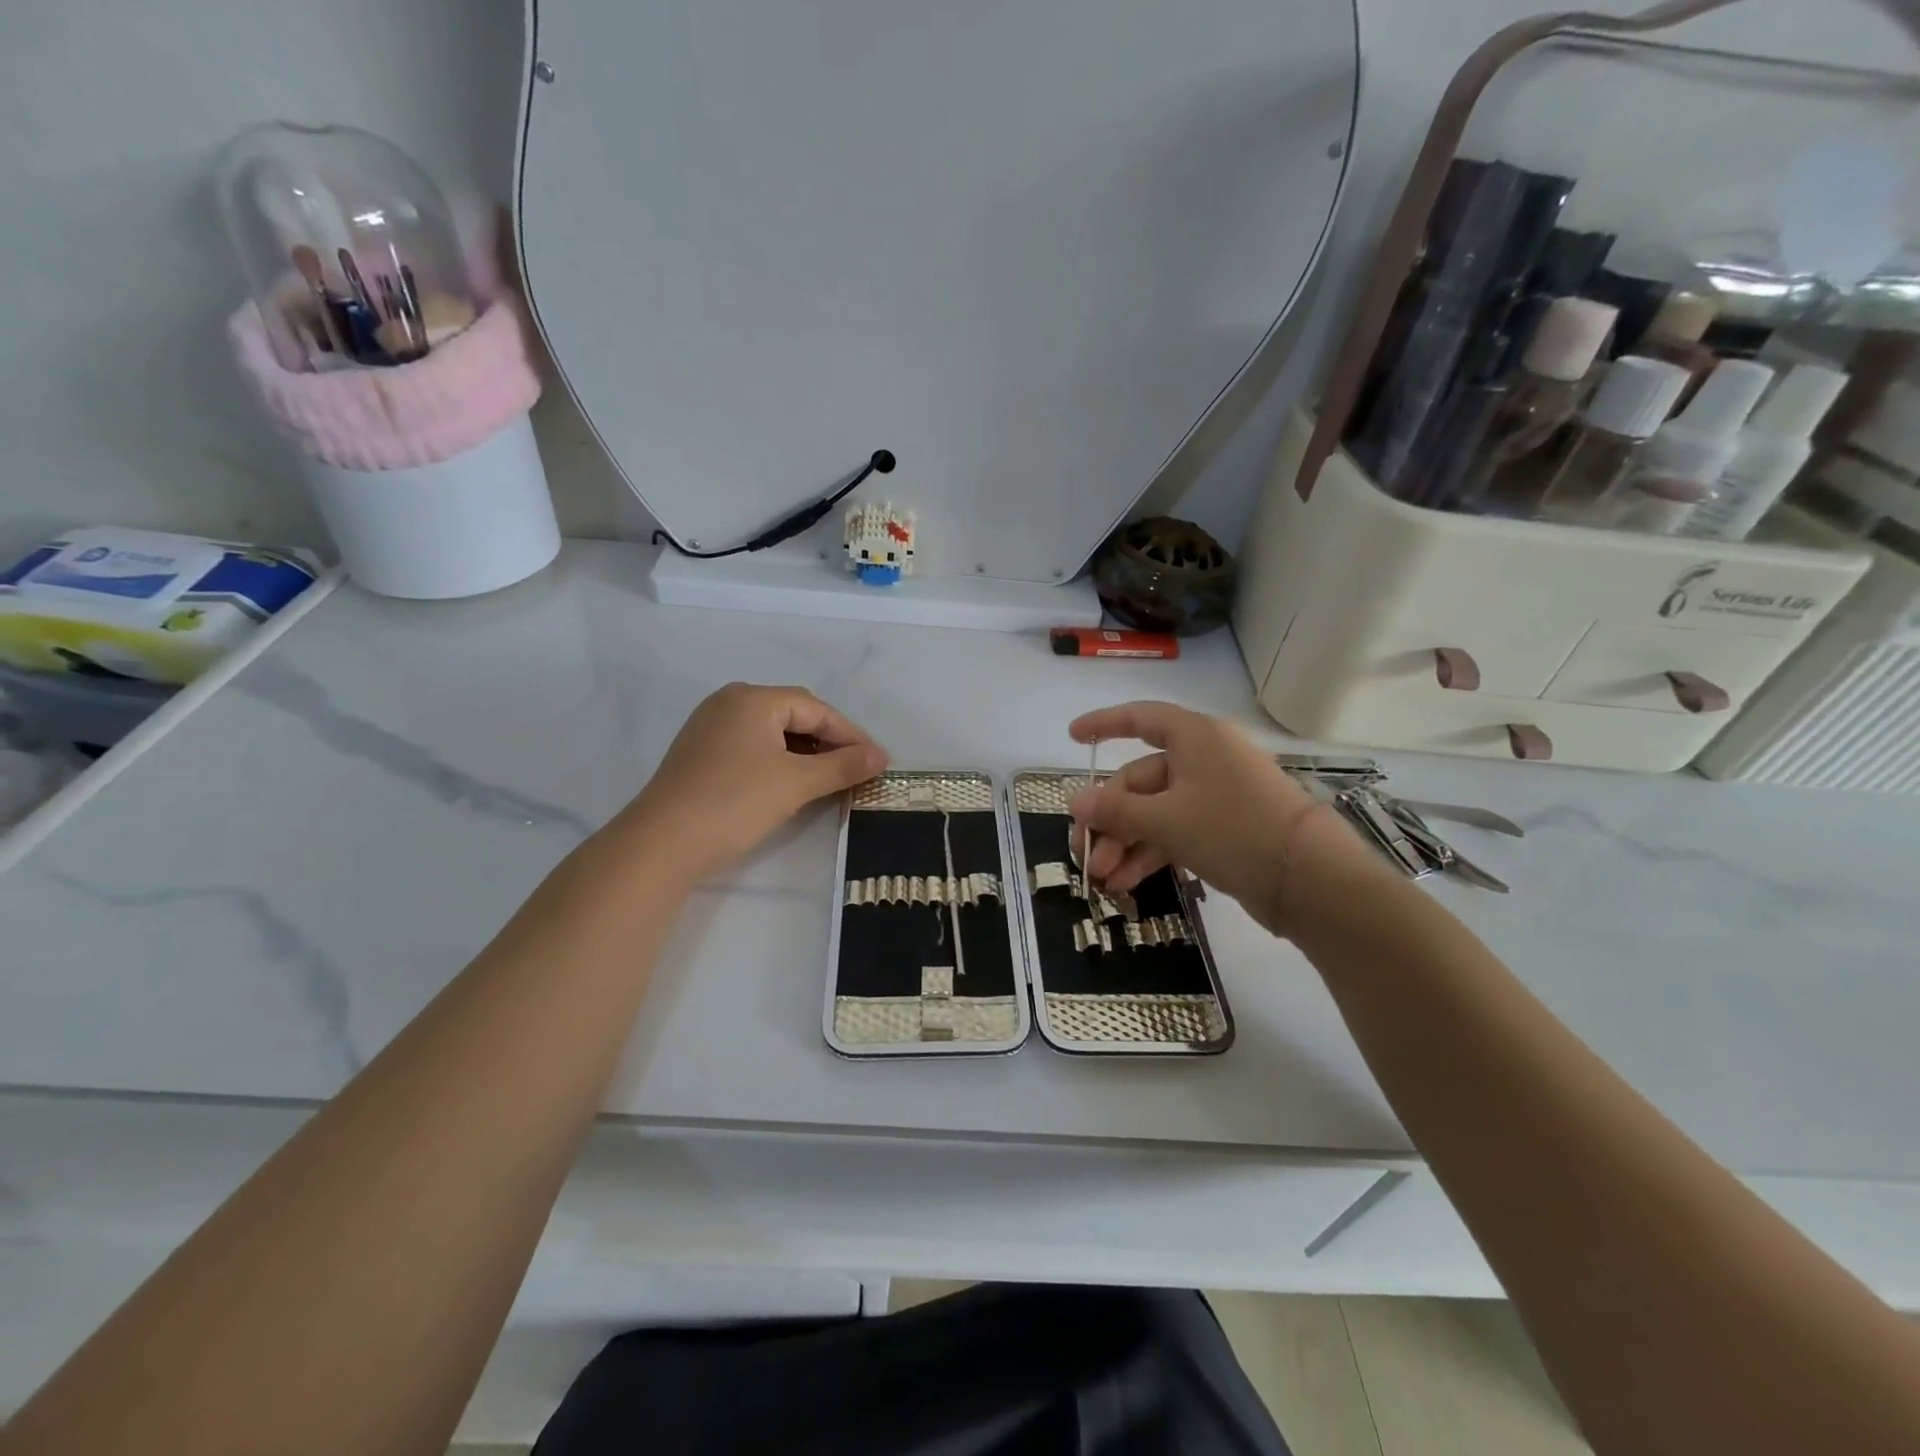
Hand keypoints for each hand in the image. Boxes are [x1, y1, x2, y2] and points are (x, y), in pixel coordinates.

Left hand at [610, 683, 887, 883]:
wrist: (663, 842)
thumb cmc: (736, 801)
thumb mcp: (797, 783)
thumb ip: (843, 766)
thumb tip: (880, 756)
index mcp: (753, 698)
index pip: (816, 709)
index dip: (851, 734)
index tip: (877, 761)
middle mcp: (730, 702)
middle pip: (794, 715)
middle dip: (828, 741)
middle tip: (855, 770)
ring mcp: (710, 727)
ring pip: (772, 733)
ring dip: (804, 753)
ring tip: (828, 779)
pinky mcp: (700, 753)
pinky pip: (752, 747)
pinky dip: (778, 761)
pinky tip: (790, 784)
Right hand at [1067, 701, 1330, 933]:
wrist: (1310, 879)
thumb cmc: (1233, 829)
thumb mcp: (1166, 819)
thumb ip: (1116, 810)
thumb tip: (1074, 800)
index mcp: (1194, 737)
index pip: (1140, 718)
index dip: (1104, 724)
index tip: (1073, 737)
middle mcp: (1204, 759)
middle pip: (1140, 778)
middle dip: (1109, 818)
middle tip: (1086, 854)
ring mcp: (1216, 795)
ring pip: (1155, 811)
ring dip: (1126, 842)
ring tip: (1103, 878)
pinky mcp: (1224, 828)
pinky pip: (1175, 831)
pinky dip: (1150, 852)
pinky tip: (1126, 882)